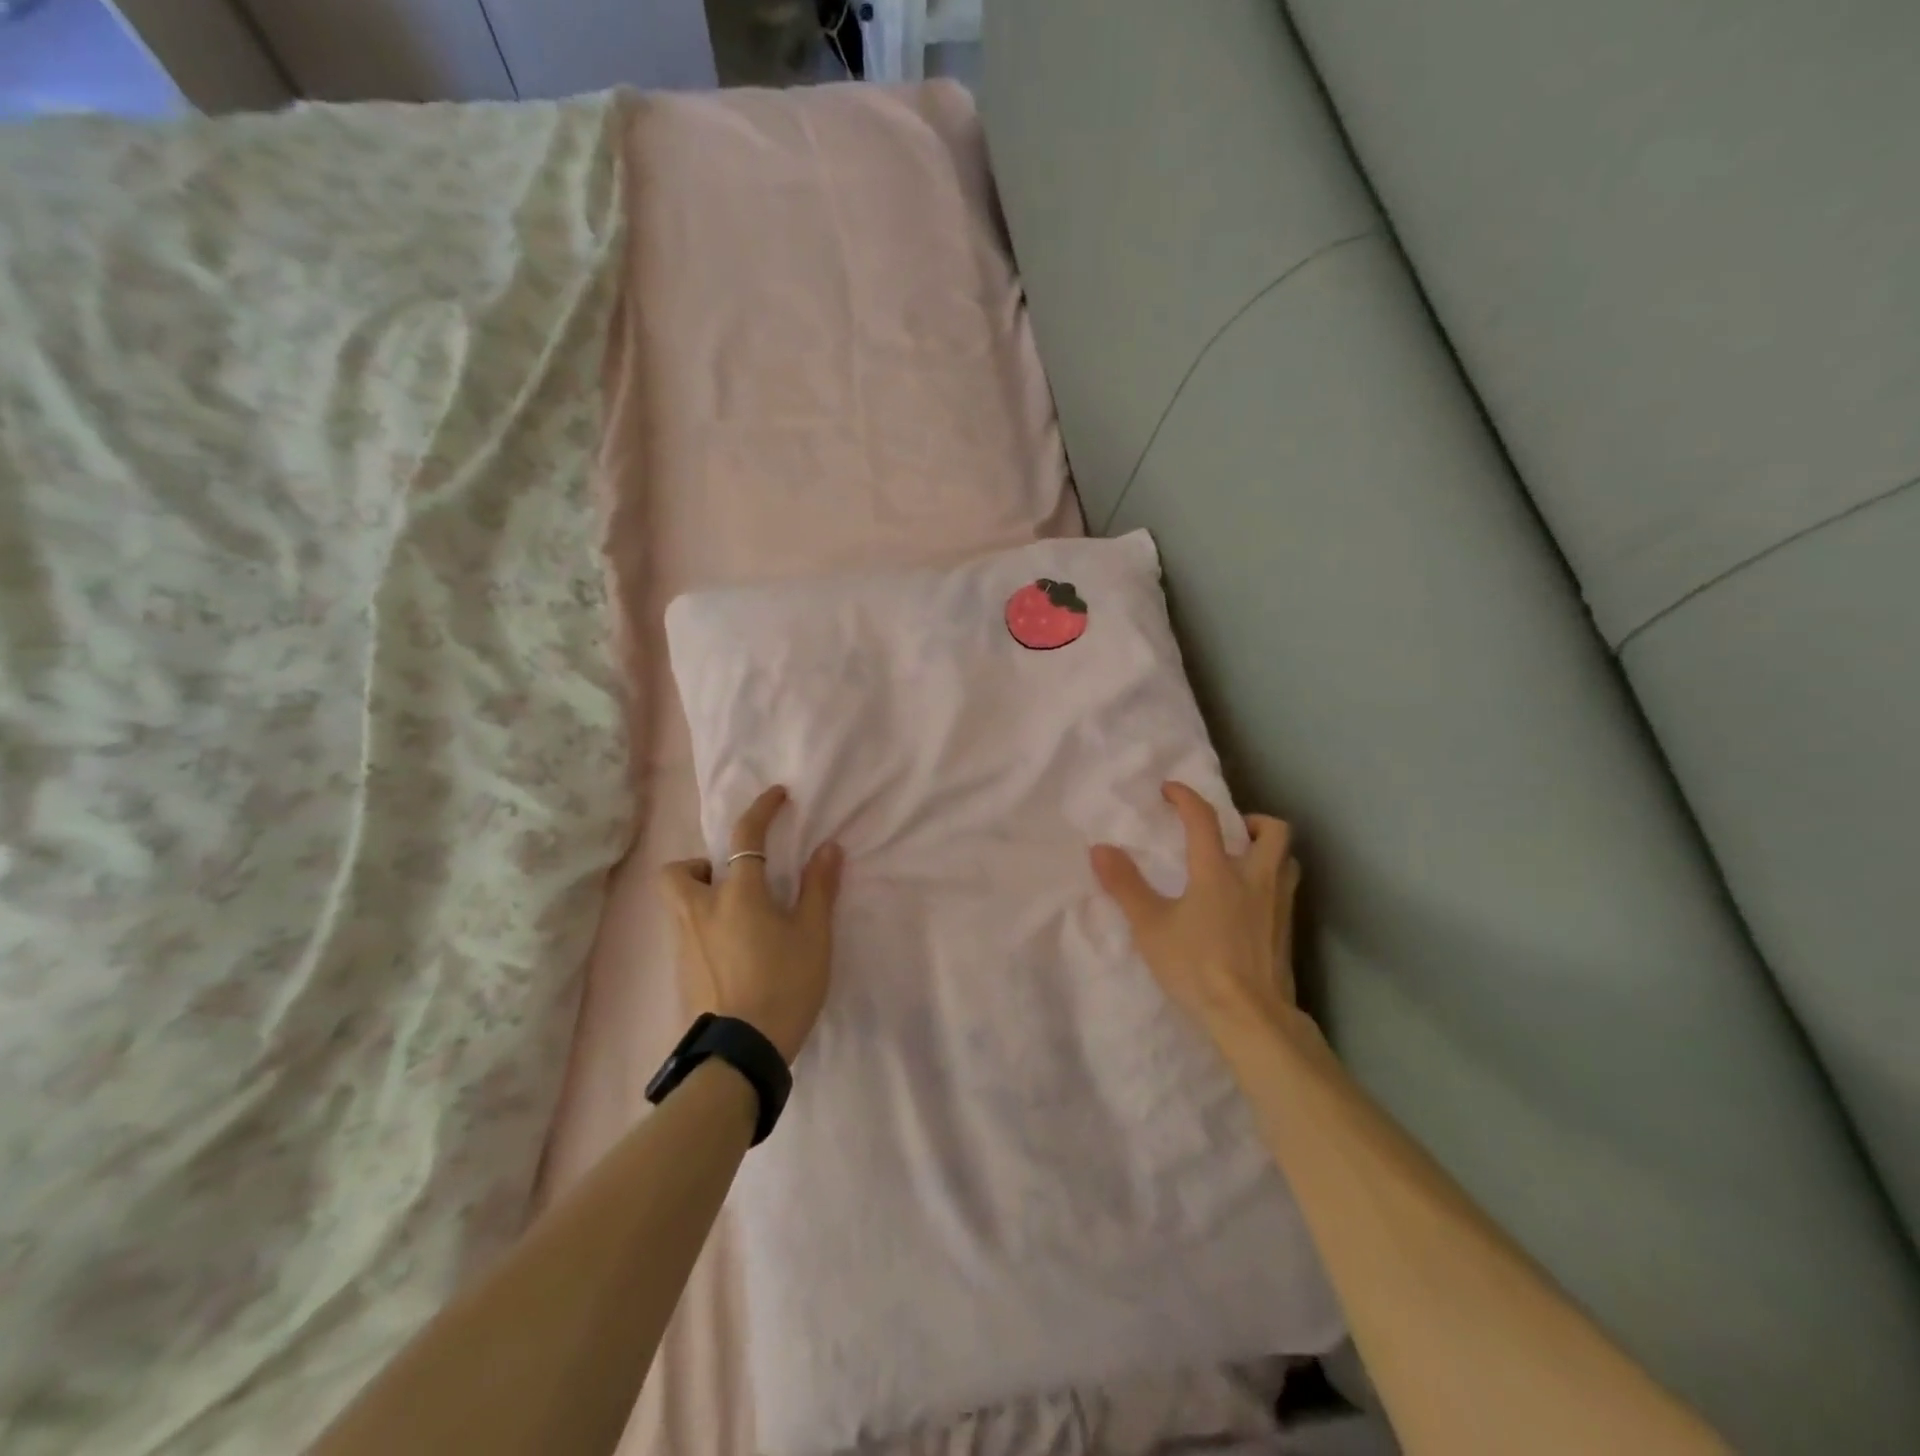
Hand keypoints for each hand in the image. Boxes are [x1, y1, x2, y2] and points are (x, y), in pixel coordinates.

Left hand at [660, 786, 843, 1063]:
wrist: (741, 1052)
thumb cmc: (785, 985)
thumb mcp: (814, 935)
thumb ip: (819, 888)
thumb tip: (827, 847)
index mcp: (737, 895)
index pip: (746, 838)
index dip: (762, 810)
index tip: (778, 796)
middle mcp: (701, 911)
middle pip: (677, 871)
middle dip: (698, 865)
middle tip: (730, 879)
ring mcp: (684, 944)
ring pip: (678, 904)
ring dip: (700, 896)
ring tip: (738, 919)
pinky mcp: (680, 973)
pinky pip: (685, 934)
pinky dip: (703, 928)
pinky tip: (732, 952)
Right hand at [1090, 781, 1300, 1043]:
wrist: (1251, 1017)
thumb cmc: (1197, 966)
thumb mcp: (1150, 927)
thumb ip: (1125, 885)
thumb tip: (1100, 848)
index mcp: (1218, 872)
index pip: (1204, 820)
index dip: (1186, 798)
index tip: (1170, 790)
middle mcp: (1255, 879)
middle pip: (1273, 831)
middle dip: (1251, 820)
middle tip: (1228, 829)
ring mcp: (1278, 905)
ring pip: (1287, 860)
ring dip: (1268, 849)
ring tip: (1243, 860)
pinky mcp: (1287, 931)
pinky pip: (1286, 889)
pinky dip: (1271, 880)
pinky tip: (1250, 902)